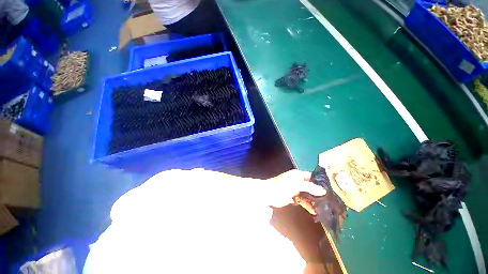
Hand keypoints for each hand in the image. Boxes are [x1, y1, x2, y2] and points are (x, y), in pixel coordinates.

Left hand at [266, 169, 325, 206]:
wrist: (269, 194)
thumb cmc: (282, 186)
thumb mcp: (296, 185)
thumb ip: (310, 187)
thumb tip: (324, 191)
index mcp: (299, 175)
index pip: (312, 176)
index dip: (321, 182)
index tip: (331, 189)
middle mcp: (299, 181)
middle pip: (311, 186)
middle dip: (319, 193)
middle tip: (331, 201)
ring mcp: (296, 190)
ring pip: (308, 194)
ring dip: (314, 200)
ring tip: (325, 208)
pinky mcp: (294, 198)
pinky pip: (303, 201)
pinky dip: (308, 205)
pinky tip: (315, 211)